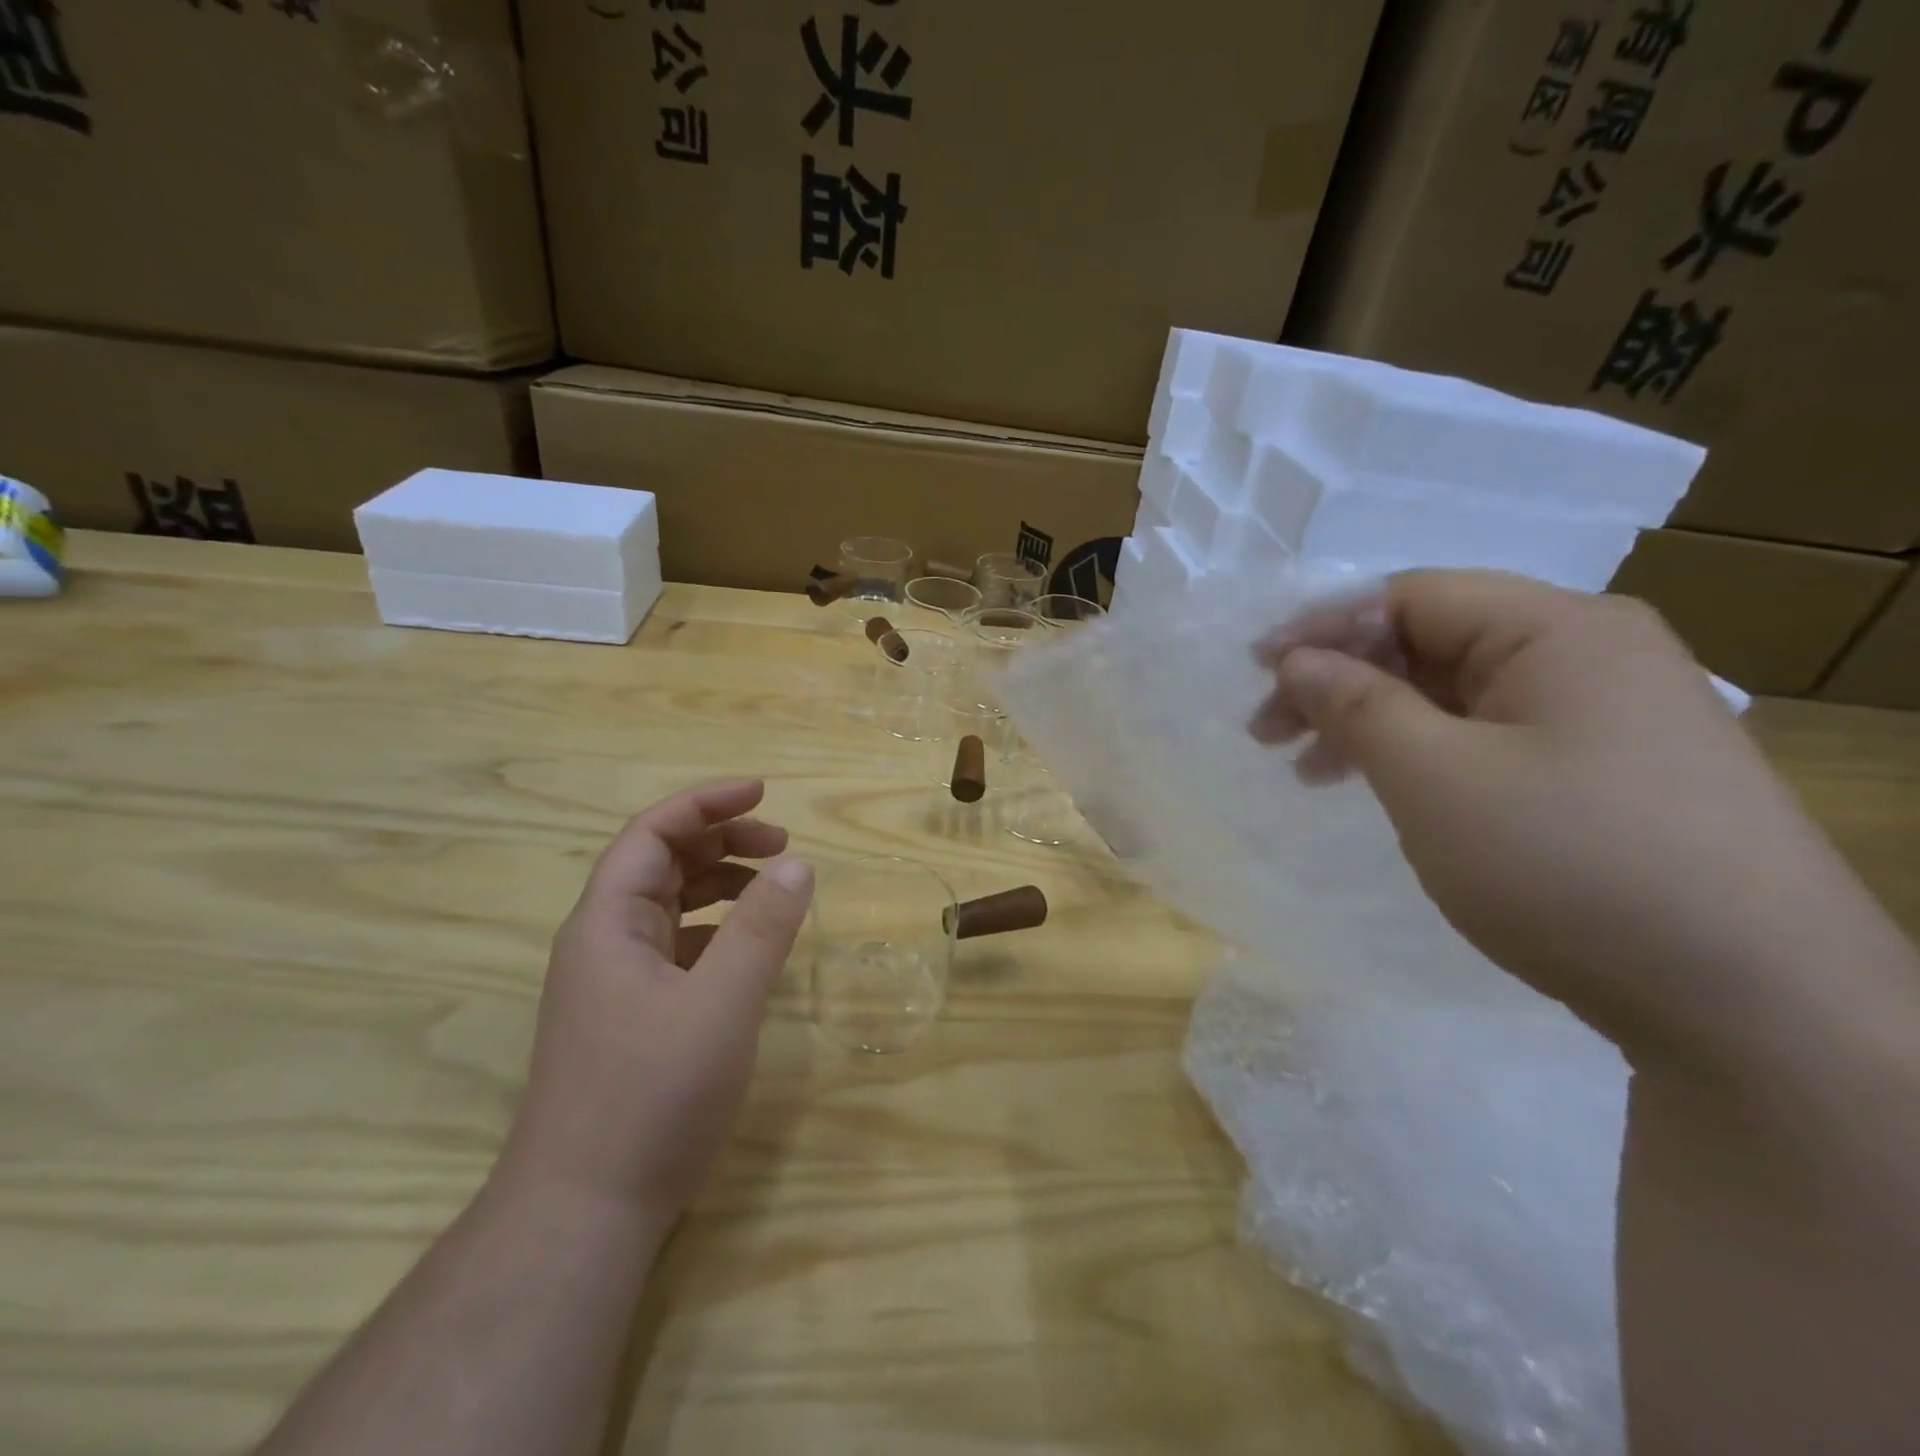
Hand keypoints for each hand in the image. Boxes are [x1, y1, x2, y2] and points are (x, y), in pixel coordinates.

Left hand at [499, 779, 813, 1230]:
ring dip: (721, 884)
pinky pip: (677, 948)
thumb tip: (798, 864)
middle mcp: (604, 943)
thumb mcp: (721, 1005)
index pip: (653, 834)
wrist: (582, 1215)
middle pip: (661, 864)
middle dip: (722, 841)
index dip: (706, 804)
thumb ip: (762, 929)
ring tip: (775, 886)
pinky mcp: (631, 1018)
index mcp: (608, 923)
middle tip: (783, 843)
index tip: (763, 792)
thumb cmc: (650, 1098)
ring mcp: (614, 983)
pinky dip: (717, 930)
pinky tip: (749, 948)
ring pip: (670, 907)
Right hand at [1249, 570, 1898, 1071]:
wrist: (1752, 1007)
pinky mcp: (1609, 776)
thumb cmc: (1569, 863)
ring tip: (1312, 773)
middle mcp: (1590, 656)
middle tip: (1270, 734)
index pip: (1411, 597)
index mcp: (1558, 630)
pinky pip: (1490, 740)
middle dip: (1340, 683)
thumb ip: (1356, 704)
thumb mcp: (1434, 776)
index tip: (1255, 670)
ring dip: (1374, 724)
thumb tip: (1297, 659)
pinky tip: (1391, 793)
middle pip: (1431, 644)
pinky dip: (1423, 758)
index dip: (1323, 627)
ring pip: (1456, 697)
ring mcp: (1607, 718)